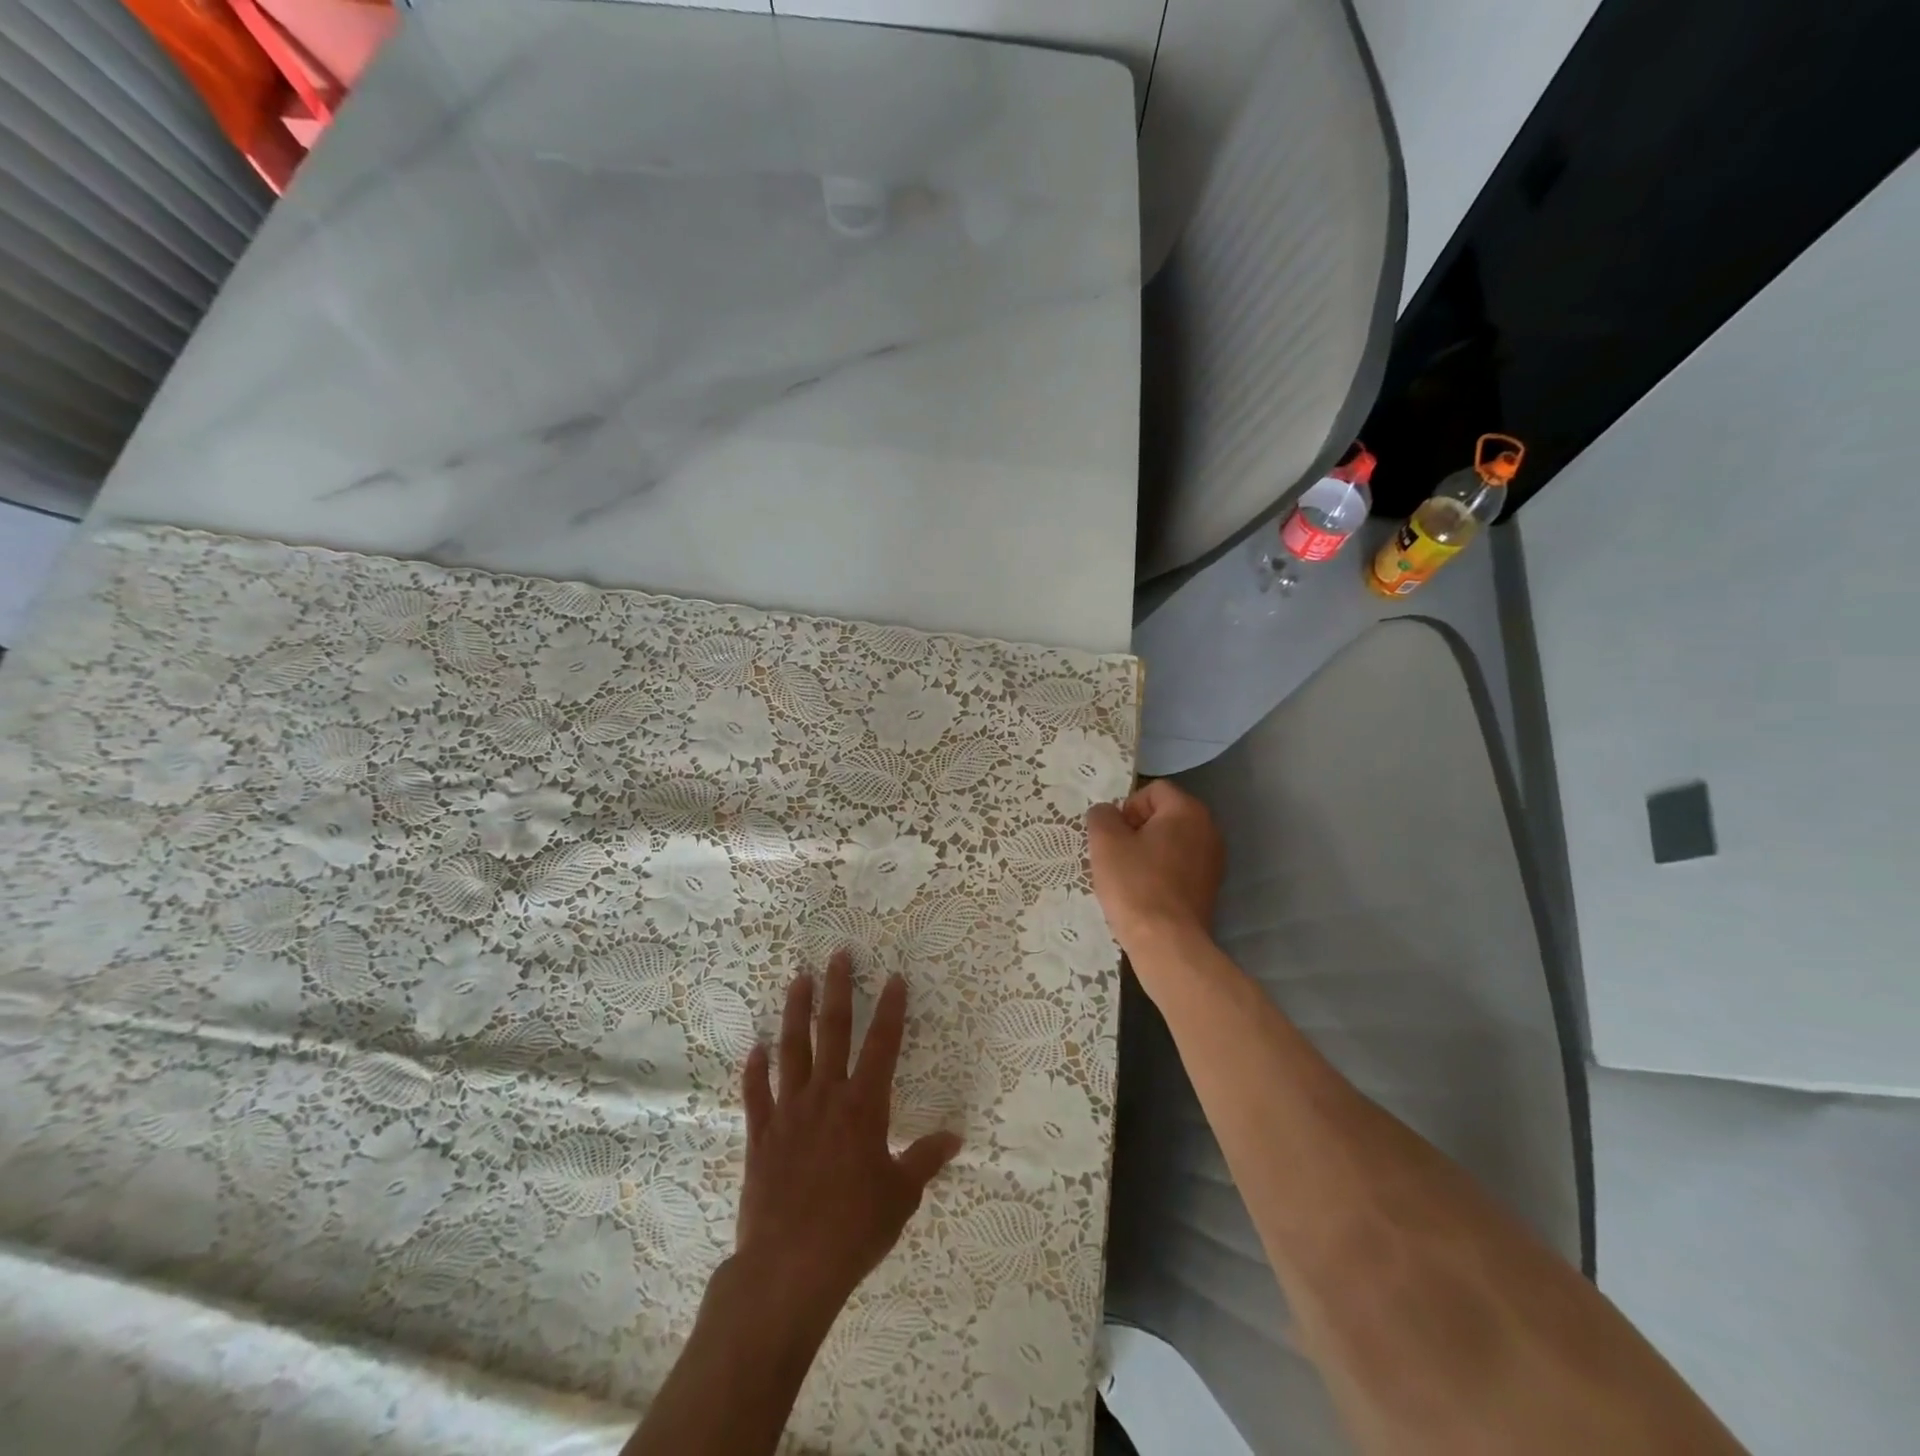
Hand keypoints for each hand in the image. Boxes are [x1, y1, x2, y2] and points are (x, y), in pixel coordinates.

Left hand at [735, 952, 962, 1328]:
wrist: (789, 1267)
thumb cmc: (854, 1229)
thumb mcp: (901, 1196)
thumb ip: (925, 1160)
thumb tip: (956, 1137)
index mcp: (864, 1106)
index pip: (883, 1045)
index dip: (891, 1009)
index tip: (895, 977)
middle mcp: (826, 1096)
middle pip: (832, 1031)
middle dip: (838, 990)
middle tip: (838, 955)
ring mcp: (789, 1112)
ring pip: (791, 1050)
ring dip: (795, 1012)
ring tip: (798, 980)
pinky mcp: (761, 1135)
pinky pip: (756, 1094)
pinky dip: (755, 1070)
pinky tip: (755, 1050)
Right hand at [1086, 779, 1224, 955]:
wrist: (1167, 943)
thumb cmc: (1135, 884)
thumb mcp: (1105, 842)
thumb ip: (1102, 816)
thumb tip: (1107, 814)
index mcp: (1187, 811)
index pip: (1152, 790)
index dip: (1127, 807)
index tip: (1114, 836)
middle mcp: (1208, 829)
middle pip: (1164, 815)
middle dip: (1137, 829)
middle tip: (1116, 855)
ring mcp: (1213, 860)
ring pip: (1171, 842)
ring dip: (1147, 851)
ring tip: (1128, 876)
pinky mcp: (1210, 888)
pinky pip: (1180, 866)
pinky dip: (1161, 872)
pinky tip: (1144, 893)